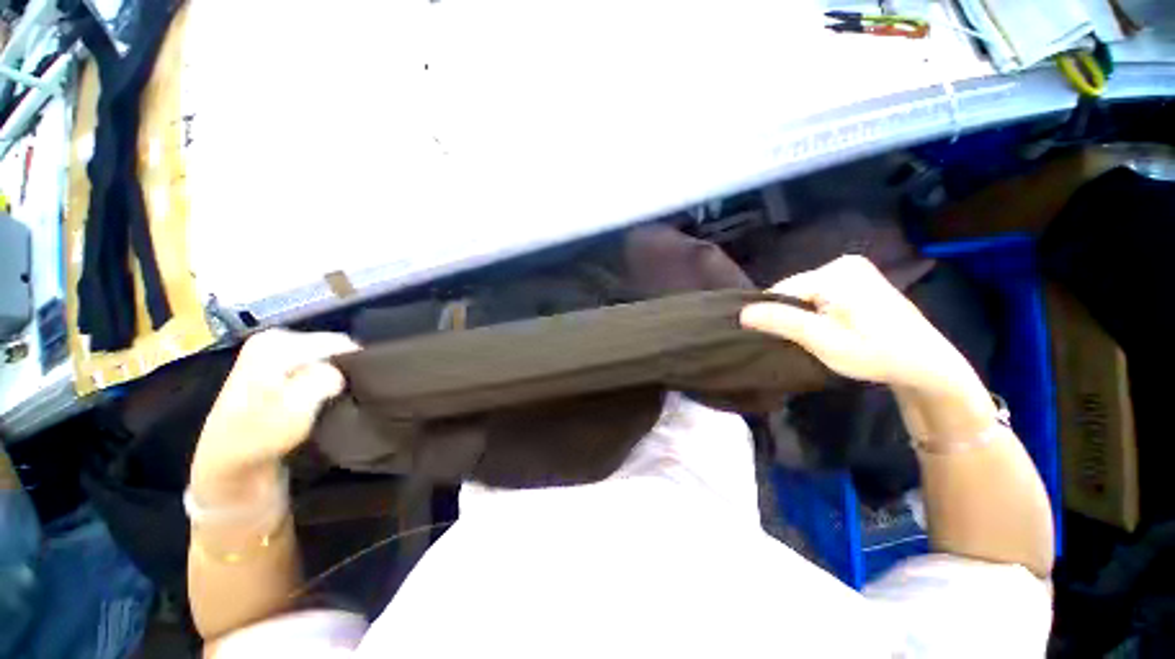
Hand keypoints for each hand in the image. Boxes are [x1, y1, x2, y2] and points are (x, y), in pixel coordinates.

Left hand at [190, 330, 358, 504]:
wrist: (230, 465)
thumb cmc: (259, 436)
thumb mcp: (294, 407)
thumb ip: (323, 379)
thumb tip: (342, 373)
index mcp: (277, 341)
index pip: (341, 343)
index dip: (352, 367)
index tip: (351, 393)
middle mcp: (277, 339)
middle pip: (335, 347)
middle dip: (345, 371)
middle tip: (343, 398)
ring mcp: (277, 353)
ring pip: (331, 359)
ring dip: (338, 379)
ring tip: (335, 401)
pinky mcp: (281, 368)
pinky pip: (321, 368)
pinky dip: (329, 382)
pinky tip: (324, 400)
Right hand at [740, 255, 979, 395]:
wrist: (927, 364)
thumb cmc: (875, 354)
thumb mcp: (823, 341)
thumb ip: (782, 322)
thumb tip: (742, 313)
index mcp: (836, 273)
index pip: (781, 291)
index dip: (775, 316)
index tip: (784, 340)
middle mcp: (843, 263)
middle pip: (794, 291)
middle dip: (792, 315)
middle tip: (806, 341)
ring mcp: (853, 269)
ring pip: (805, 293)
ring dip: (803, 315)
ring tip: (818, 337)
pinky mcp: (859, 278)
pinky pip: (820, 293)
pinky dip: (816, 311)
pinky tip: (829, 327)